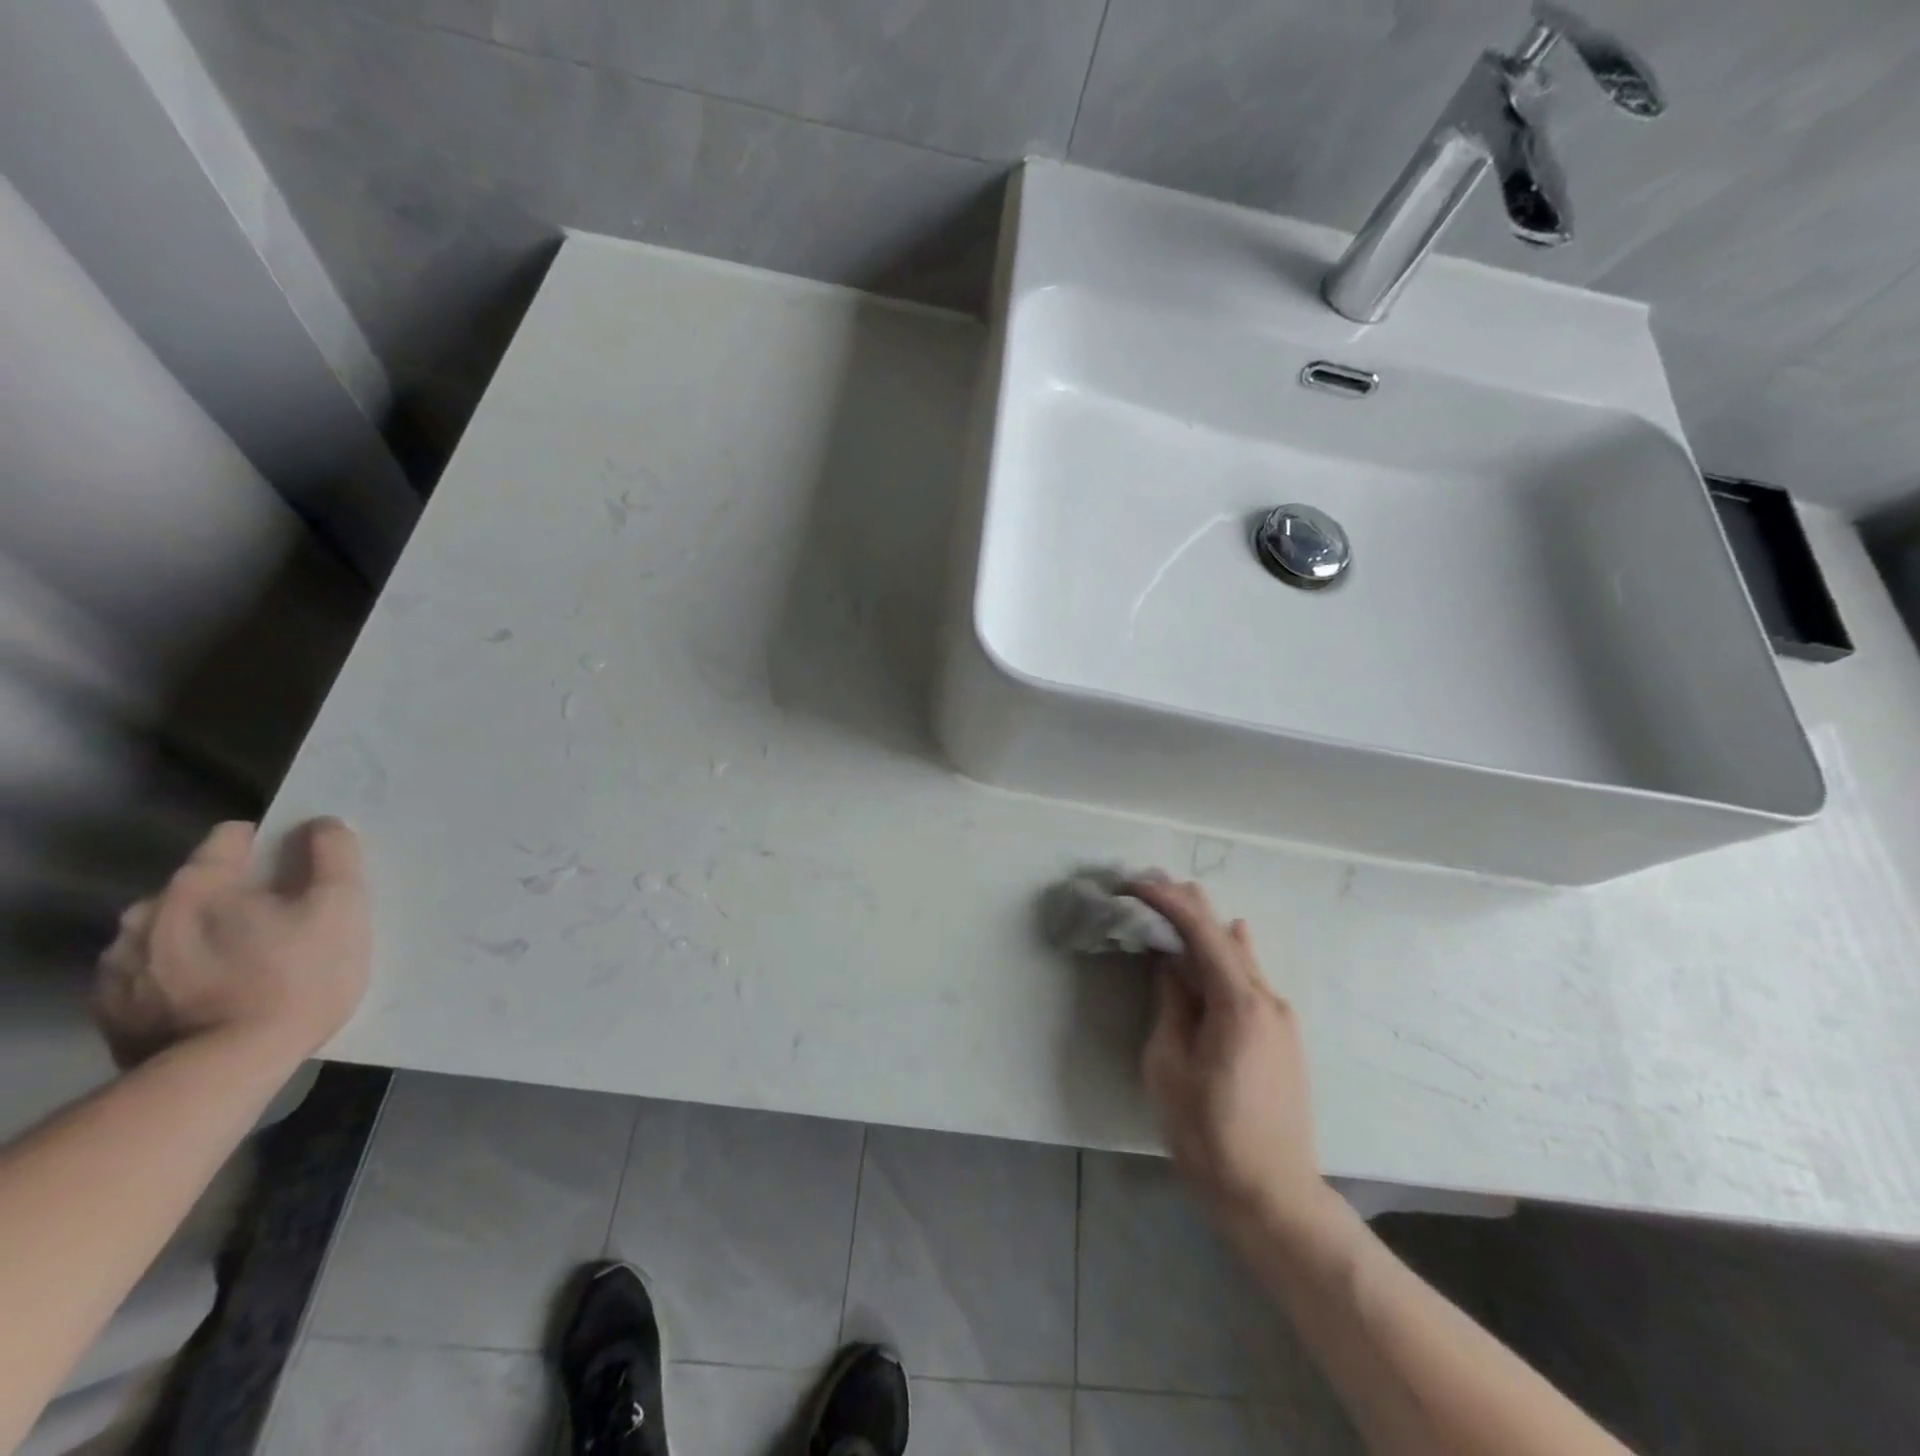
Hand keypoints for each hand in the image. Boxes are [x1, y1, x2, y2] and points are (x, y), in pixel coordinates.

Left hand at [93, 819, 370, 1068]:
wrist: (225, 1070)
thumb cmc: (295, 978)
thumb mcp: (341, 908)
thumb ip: (333, 855)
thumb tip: (321, 824)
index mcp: (200, 882)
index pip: (232, 837)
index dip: (272, 848)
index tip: (297, 877)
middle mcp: (146, 912)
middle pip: (200, 886)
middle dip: (234, 898)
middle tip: (277, 930)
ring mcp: (117, 963)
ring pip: (170, 930)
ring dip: (201, 936)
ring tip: (242, 968)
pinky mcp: (108, 1008)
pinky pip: (149, 974)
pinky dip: (178, 976)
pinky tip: (210, 998)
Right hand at [1130, 878, 1333, 1236]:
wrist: (1271, 1195)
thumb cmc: (1208, 1133)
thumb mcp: (1168, 1065)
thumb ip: (1171, 1004)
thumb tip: (1170, 963)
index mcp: (1239, 1003)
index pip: (1201, 933)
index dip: (1167, 902)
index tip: (1134, 884)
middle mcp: (1267, 998)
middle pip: (1224, 935)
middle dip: (1188, 905)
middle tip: (1152, 881)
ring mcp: (1280, 1017)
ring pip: (1240, 955)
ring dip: (1207, 927)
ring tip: (1179, 899)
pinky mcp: (1281, 1035)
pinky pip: (1250, 978)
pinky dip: (1226, 953)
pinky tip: (1225, 936)